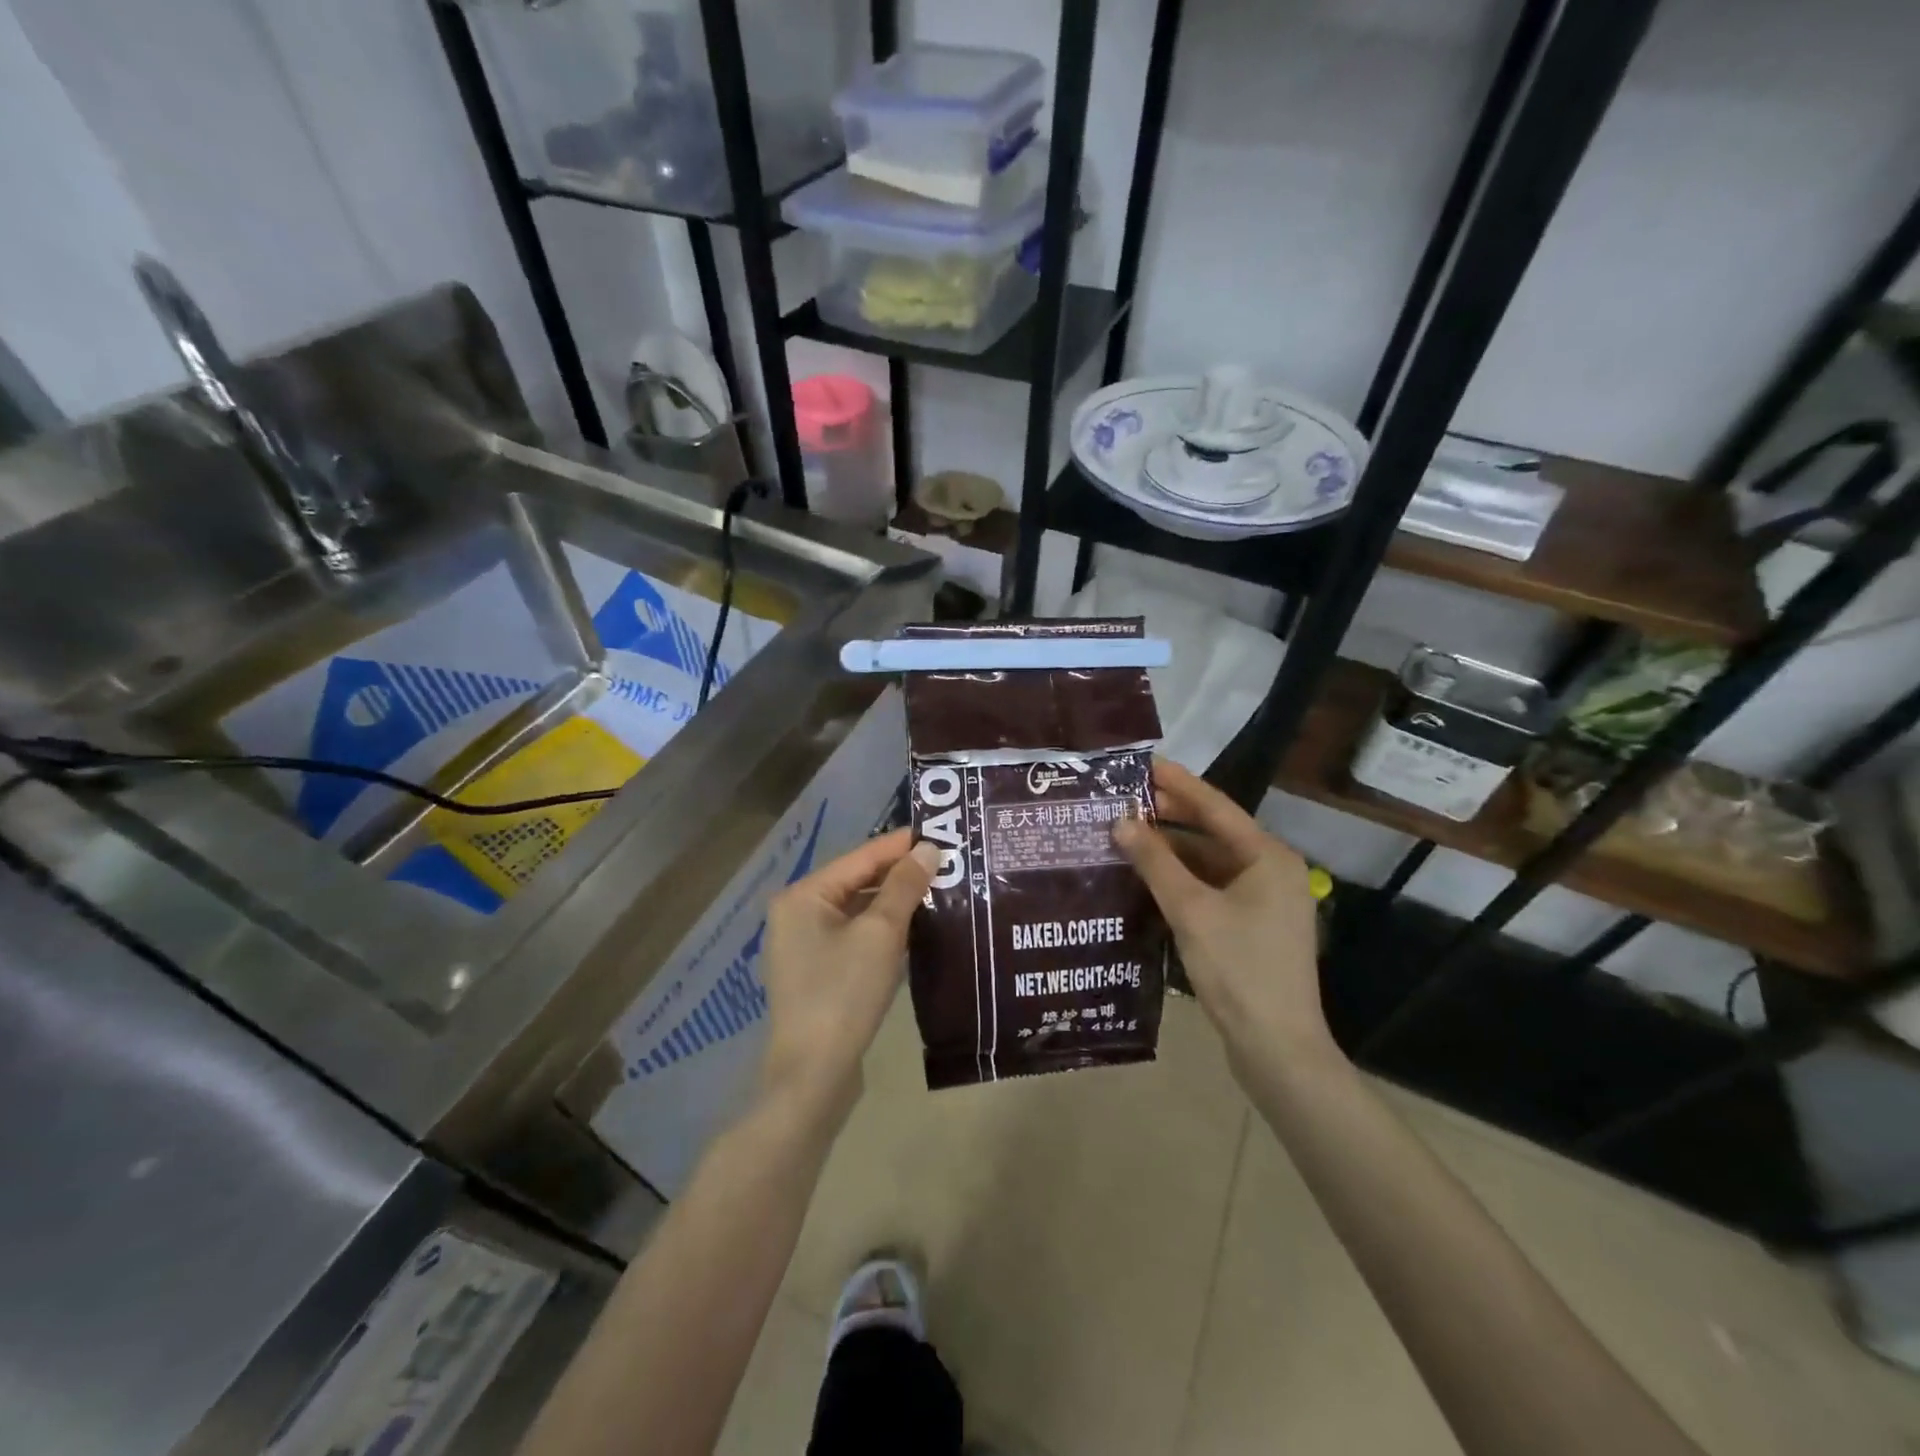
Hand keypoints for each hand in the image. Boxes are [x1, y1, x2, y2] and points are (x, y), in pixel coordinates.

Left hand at [758, 828, 936, 1122]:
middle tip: (947, 864)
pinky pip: (854, 936)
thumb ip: (904, 886)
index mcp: (803, 895)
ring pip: (858, 910)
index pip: (860, 857)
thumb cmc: (844, 994)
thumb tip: (928, 849)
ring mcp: (804, 945)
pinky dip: (883, 929)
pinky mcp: (818, 972)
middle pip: (857, 881)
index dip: (901, 845)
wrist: (813, 1075)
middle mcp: (797, 913)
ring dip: (895, 903)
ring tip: (940, 891)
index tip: (941, 834)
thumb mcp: (881, 933)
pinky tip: (916, 928)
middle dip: (900, 874)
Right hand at [1114, 759, 1335, 1072]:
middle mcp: (1271, 870)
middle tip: (1125, 799)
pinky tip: (1150, 876)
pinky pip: (1213, 887)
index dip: (1178, 784)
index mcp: (1267, 857)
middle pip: (1214, 832)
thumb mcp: (1190, 910)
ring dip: (1173, 849)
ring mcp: (1265, 900)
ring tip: (1129, 834)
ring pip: (1212, 861)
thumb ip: (1155, 862)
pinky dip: (1183, 878)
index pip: (1215, 807)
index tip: (1144, 763)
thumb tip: (1121, 822)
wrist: (1277, 1047)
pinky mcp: (1254, 925)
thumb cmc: (1238, 969)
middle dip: (1171, 815)